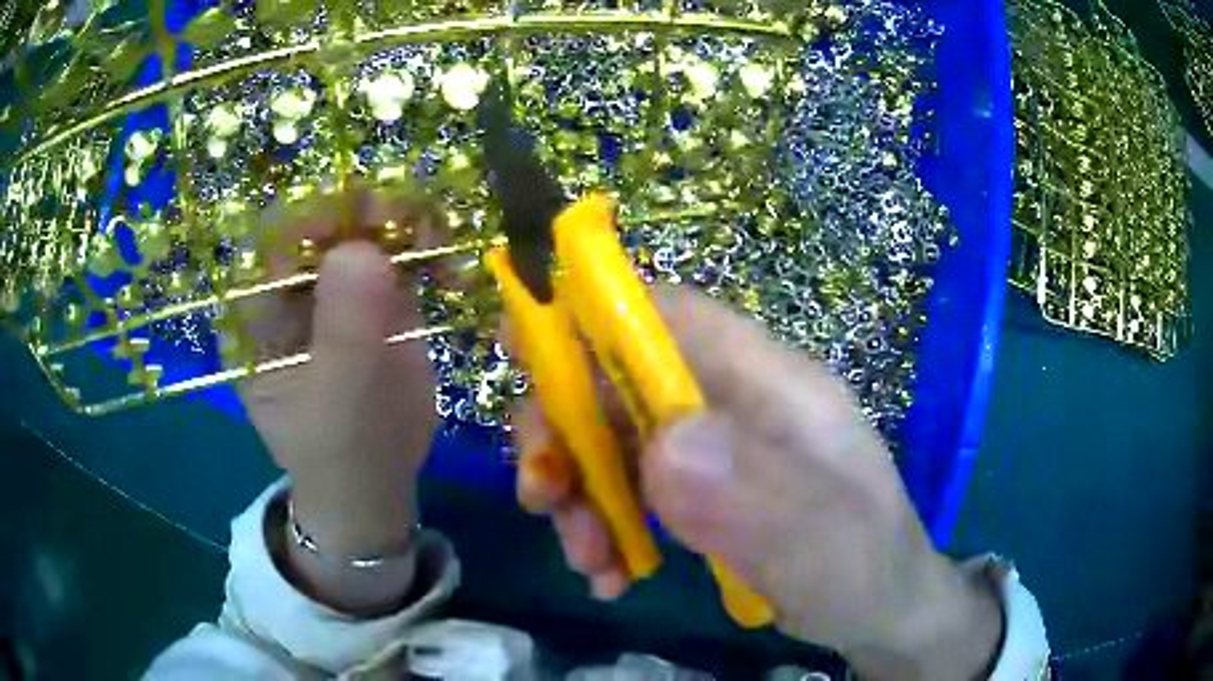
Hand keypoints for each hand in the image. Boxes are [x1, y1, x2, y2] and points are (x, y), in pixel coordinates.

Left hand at [238, 187, 444, 612]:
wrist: (376, 484)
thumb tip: (361, 248)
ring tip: (437, 239)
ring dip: (402, 220)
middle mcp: (290, 289)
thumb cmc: (339, 453)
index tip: (359, 218)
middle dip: (364, 210)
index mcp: (256, 313)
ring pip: (364, 226)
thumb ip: (343, 330)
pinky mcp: (378, 295)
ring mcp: (335, 288)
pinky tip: (447, 266)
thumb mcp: (336, 402)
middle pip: (322, 221)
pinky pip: (400, 251)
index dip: (311, 217)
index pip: (272, 241)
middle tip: (409, 218)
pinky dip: (426, 246)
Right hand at [513, 287, 1002, 679]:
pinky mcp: (701, 492)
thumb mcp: (826, 541)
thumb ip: (760, 495)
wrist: (880, 612)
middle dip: (566, 434)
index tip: (519, 348)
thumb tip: (665, 446)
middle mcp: (732, 401)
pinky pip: (627, 491)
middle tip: (544, 499)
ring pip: (611, 440)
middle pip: (619, 381)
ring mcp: (714, 448)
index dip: (591, 314)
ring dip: (577, 493)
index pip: (669, 316)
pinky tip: (609, 576)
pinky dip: (602, 527)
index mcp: (769, 382)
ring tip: (588, 561)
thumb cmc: (867, 568)